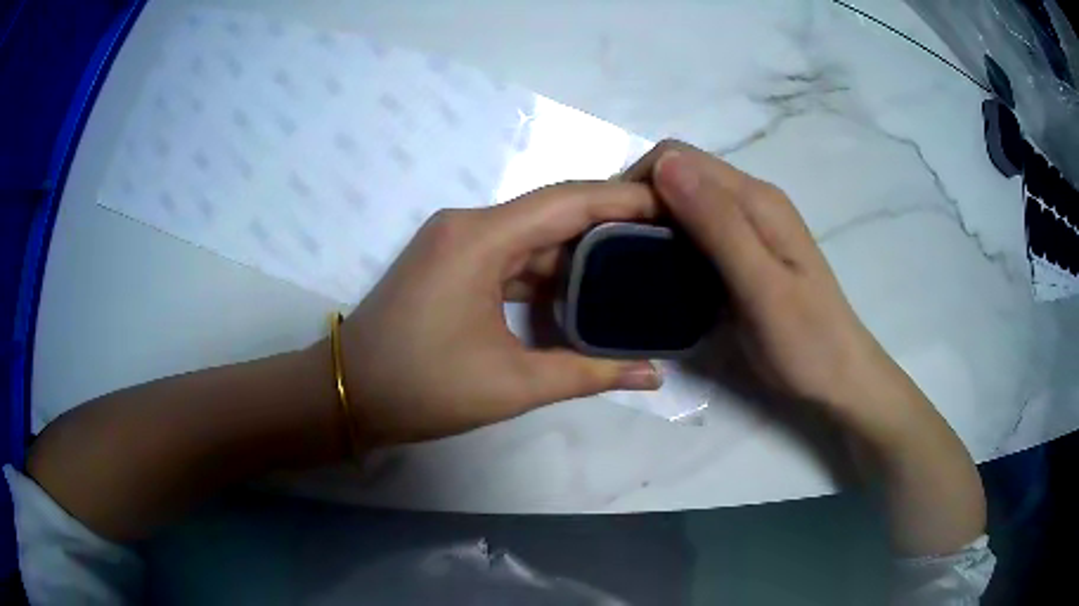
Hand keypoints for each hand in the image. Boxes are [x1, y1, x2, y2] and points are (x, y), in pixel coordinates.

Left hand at [326, 182, 662, 446]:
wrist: (348, 393)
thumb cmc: (423, 388)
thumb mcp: (512, 385)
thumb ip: (588, 374)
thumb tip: (652, 377)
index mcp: (480, 238)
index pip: (568, 201)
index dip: (624, 198)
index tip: (672, 204)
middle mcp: (468, 224)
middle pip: (552, 211)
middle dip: (610, 222)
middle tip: (666, 235)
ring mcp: (456, 241)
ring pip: (532, 234)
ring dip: (579, 249)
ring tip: (638, 260)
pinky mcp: (451, 261)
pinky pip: (511, 253)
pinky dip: (547, 268)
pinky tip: (584, 286)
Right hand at [623, 141, 913, 429]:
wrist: (839, 376)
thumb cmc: (805, 340)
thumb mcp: (762, 286)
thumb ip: (718, 225)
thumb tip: (665, 164)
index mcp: (756, 199)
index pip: (679, 158)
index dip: (641, 182)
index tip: (615, 230)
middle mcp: (751, 200)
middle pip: (681, 175)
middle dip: (642, 201)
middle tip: (616, 253)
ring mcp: (750, 226)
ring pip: (687, 201)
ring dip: (654, 222)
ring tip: (631, 265)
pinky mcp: (746, 251)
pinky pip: (698, 230)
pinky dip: (672, 242)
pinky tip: (663, 274)